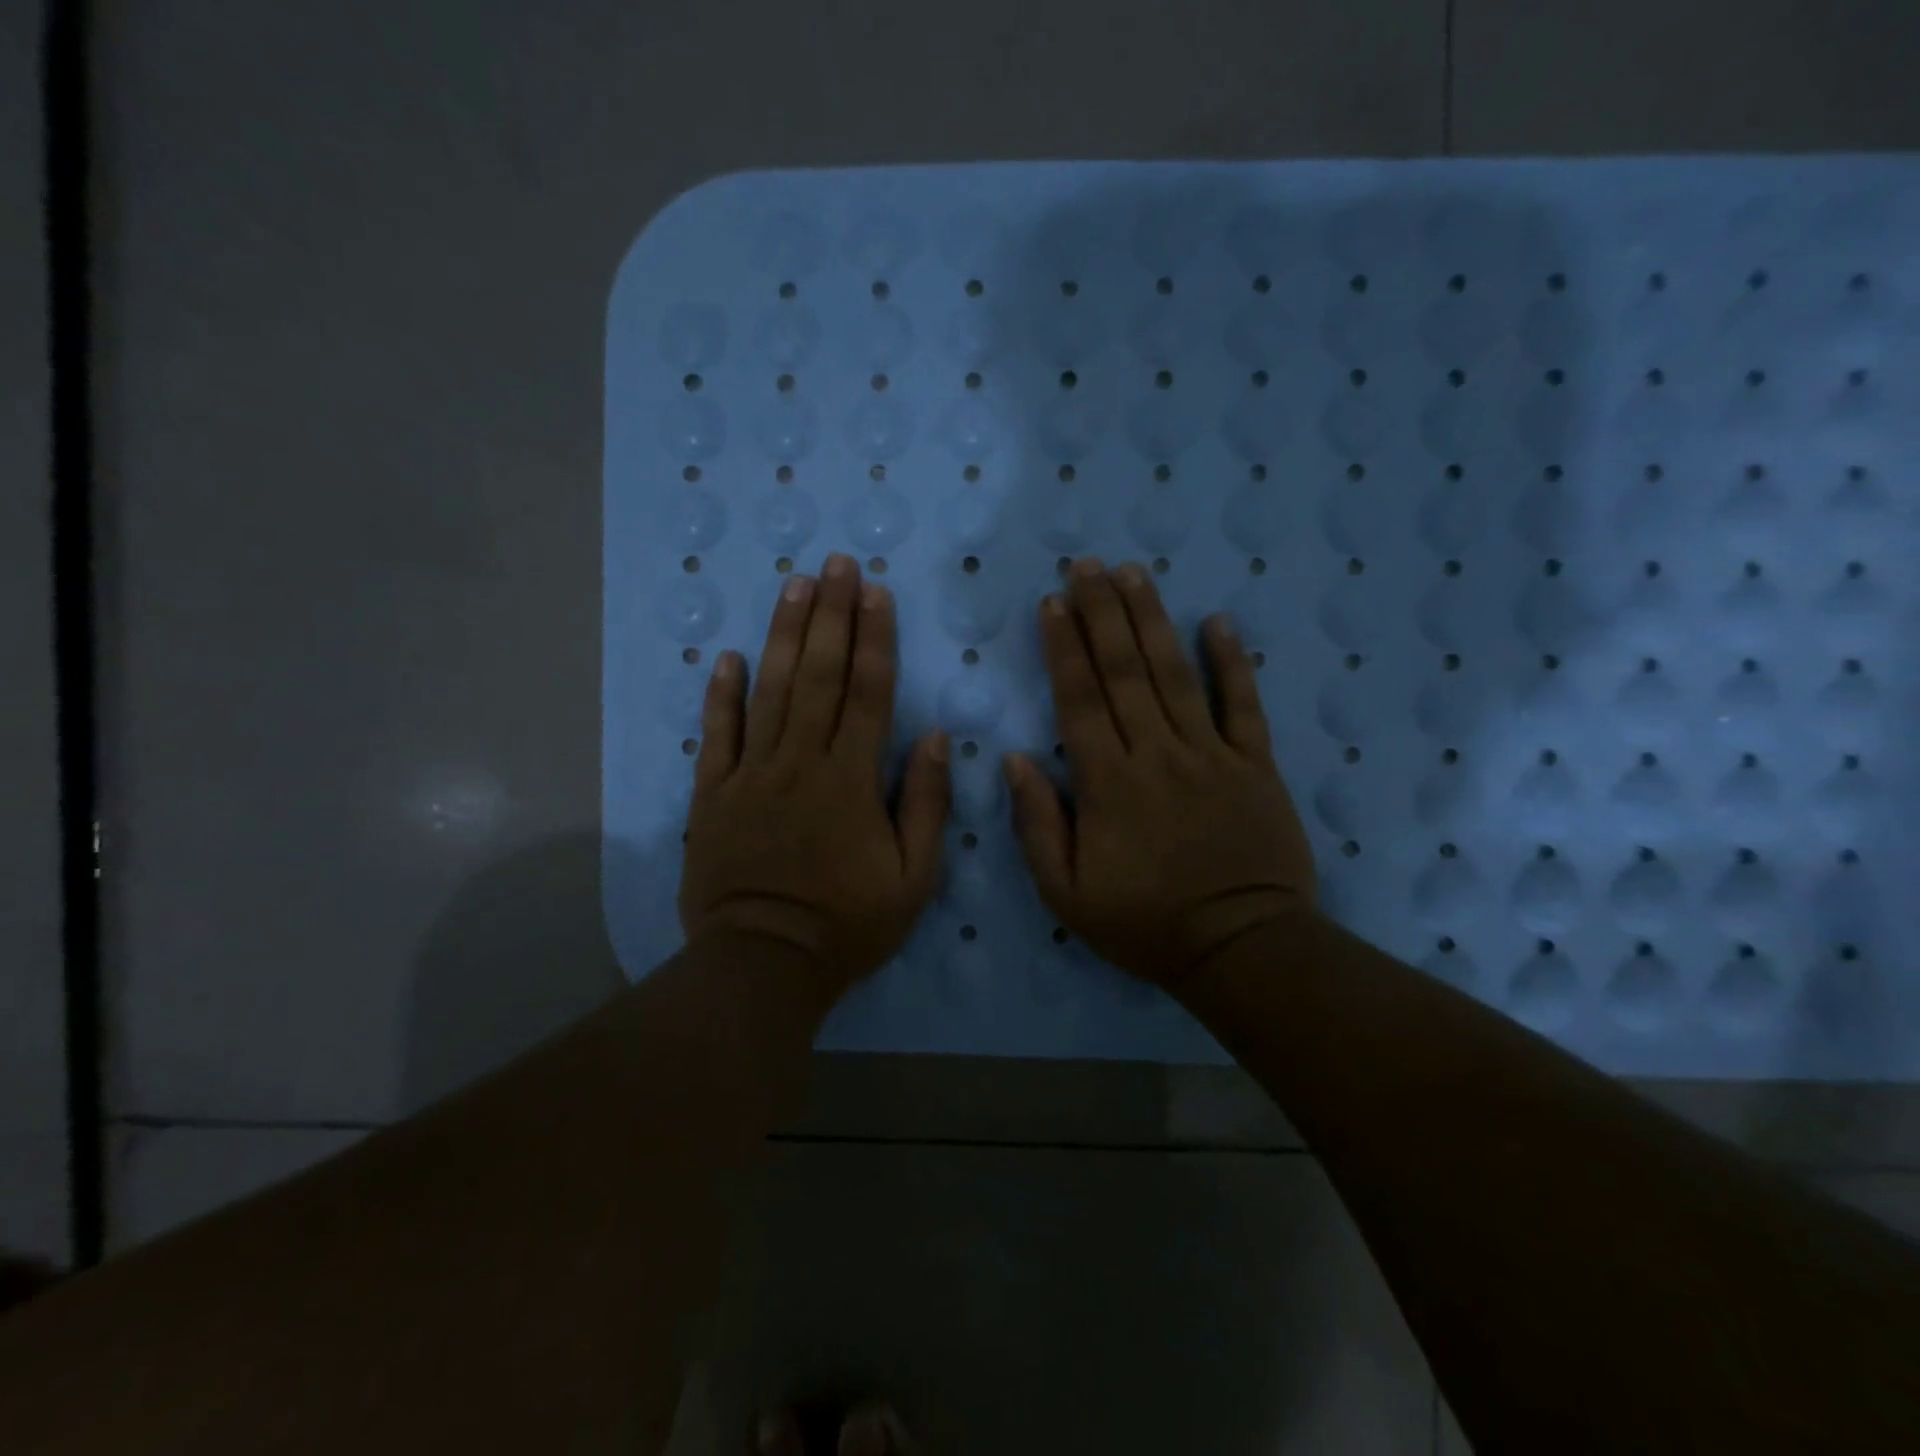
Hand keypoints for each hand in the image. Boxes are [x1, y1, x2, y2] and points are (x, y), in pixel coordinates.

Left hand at [679, 553, 949, 999]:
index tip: (875, 592)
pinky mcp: (714, 794)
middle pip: (818, 675)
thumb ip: (925, 804)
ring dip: (782, 635)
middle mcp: (801, 762)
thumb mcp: (912, 878)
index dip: (874, 638)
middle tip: (835, 563)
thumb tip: (932, 737)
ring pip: (769, 691)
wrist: (764, 963)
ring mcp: (752, 774)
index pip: (868, 693)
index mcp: (851, 779)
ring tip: (792, 586)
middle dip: (830, 615)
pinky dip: (721, 695)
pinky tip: (726, 656)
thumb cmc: (848, 924)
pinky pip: (717, 735)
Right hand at [1003, 559, 1316, 989]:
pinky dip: (1233, 661)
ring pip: (1176, 674)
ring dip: (1152, 620)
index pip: (1079, 699)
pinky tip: (1218, 621)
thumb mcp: (1066, 894)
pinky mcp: (1255, 765)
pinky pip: (1244, 705)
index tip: (1052, 603)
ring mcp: (1211, 754)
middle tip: (1086, 565)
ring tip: (1134, 573)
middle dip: (1102, 613)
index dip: (1063, 647)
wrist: (1241, 949)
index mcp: (1108, 783)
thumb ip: (1038, 824)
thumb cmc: (1145, 925)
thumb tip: (1015, 759)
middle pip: (1125, 671)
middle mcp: (1157, 753)